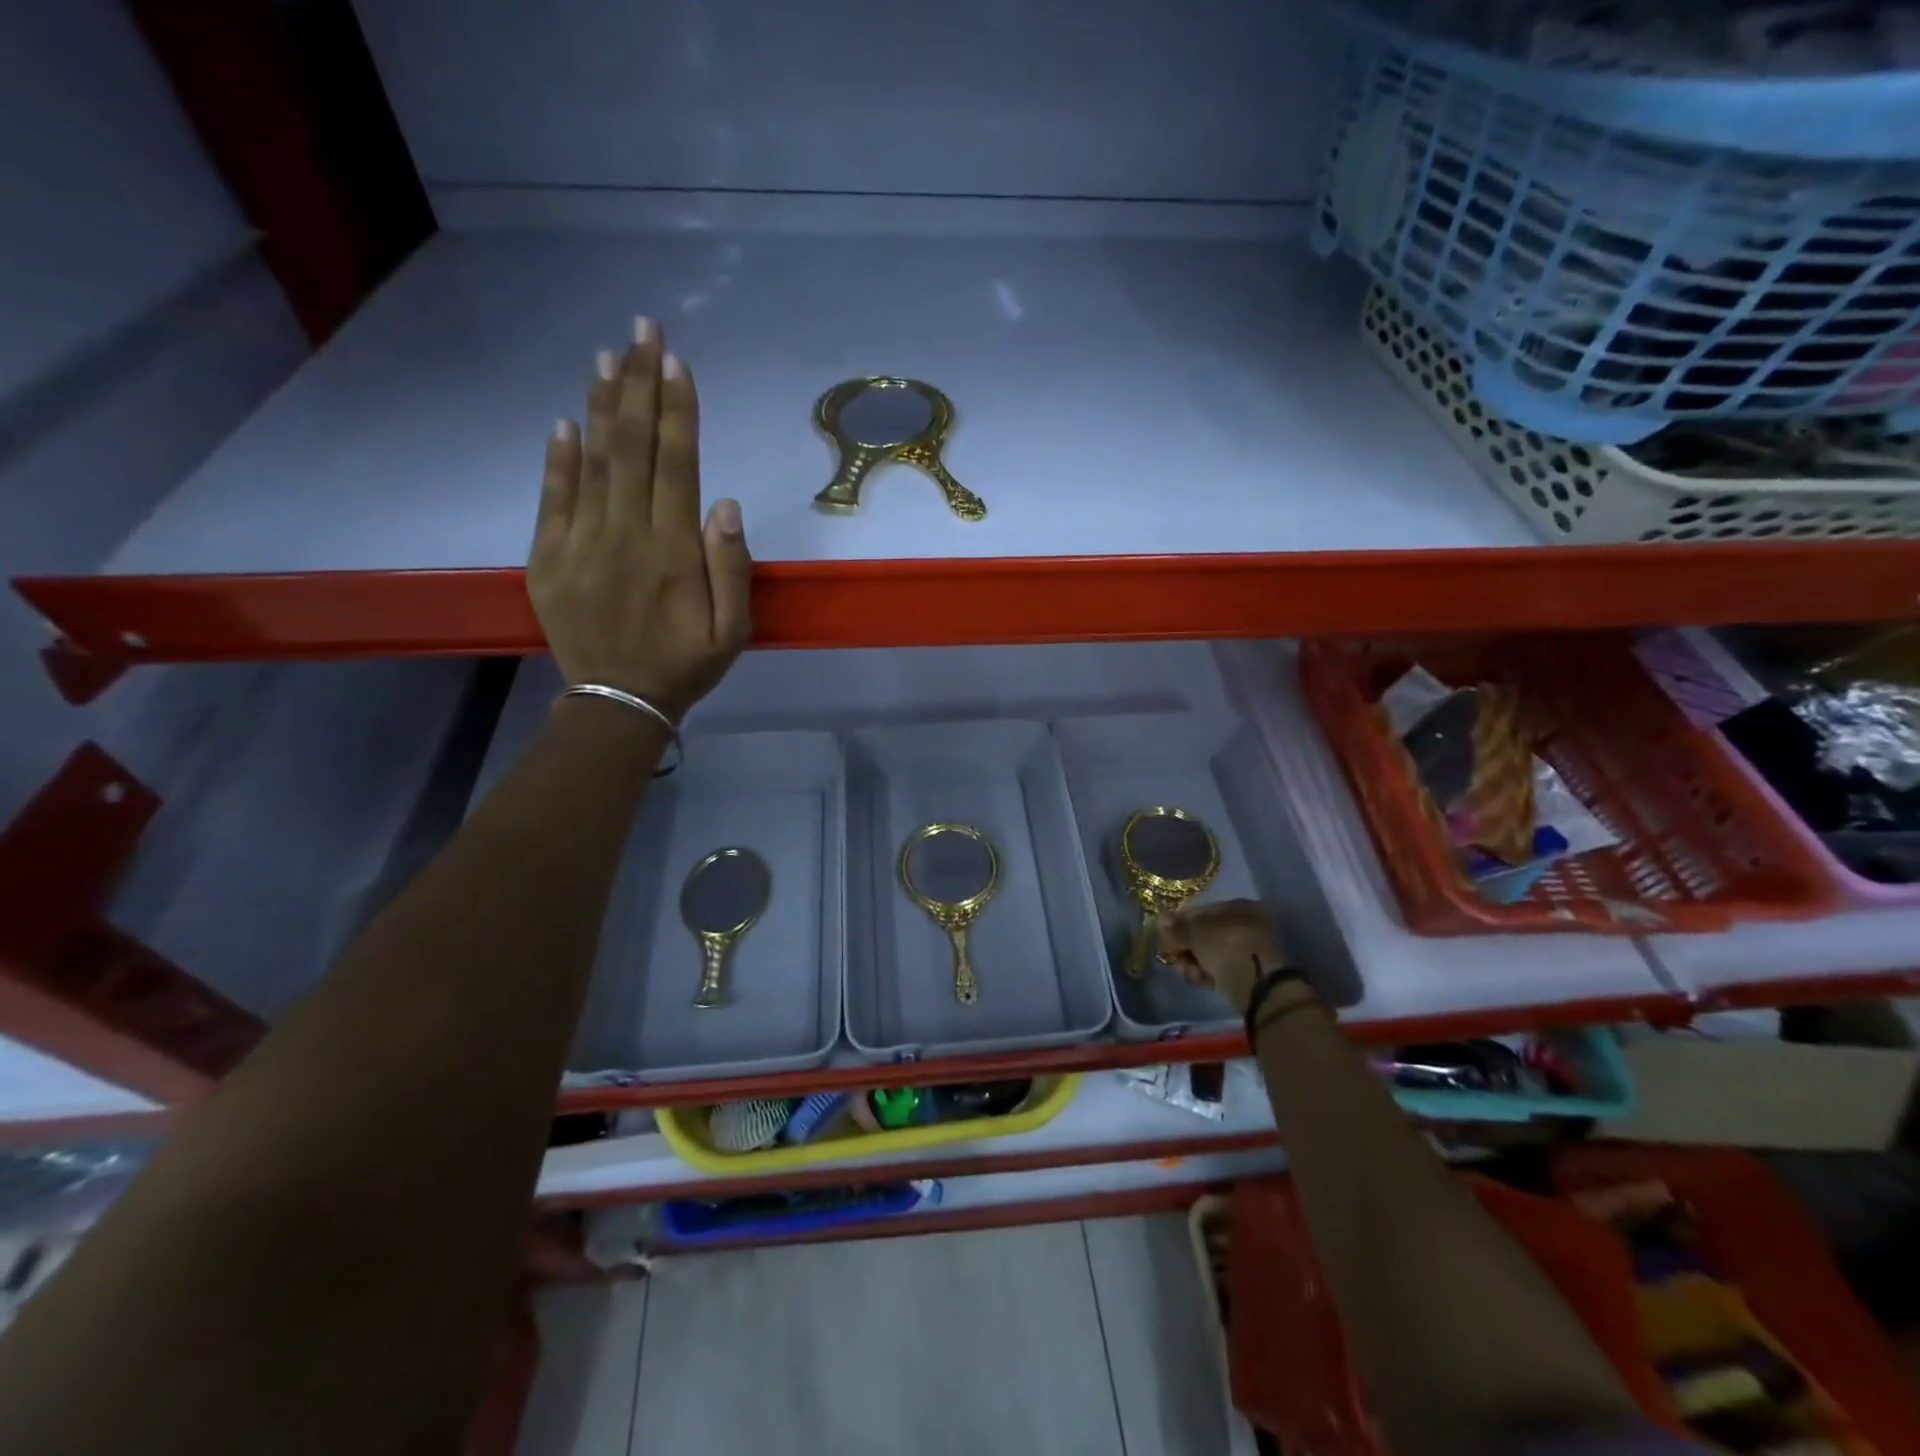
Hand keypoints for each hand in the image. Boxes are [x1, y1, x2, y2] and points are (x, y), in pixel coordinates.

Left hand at [529, 318, 750, 721]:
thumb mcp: (732, 631)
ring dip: (600, 405)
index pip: (677, 464)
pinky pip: (552, 500)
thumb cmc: (686, 665)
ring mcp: (580, 544)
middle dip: (639, 384)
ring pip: (592, 463)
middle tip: (642, 329)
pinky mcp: (548, 559)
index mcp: (674, 552)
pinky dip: (557, 459)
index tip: (676, 360)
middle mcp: (625, 535)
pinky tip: (564, 422)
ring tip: (606, 355)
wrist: (619, 703)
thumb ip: (732, 568)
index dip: (677, 410)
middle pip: (632, 448)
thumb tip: (726, 503)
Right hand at [1156, 900, 1286, 1014]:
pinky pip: (1220, 969)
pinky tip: (1198, 979)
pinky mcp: (1247, 973)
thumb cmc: (1226, 946)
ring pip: (1210, 953)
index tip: (1165, 934)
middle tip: (1172, 955)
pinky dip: (1206, 974)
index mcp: (1238, 907)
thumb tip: (1161, 917)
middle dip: (1185, 946)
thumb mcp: (1196, 932)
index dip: (1180, 922)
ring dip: (1193, 962)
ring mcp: (1247, 950)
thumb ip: (1177, 926)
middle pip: (1204, 934)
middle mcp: (1245, 925)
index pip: (1201, 911)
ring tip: (1186, 971)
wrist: (1258, 987)